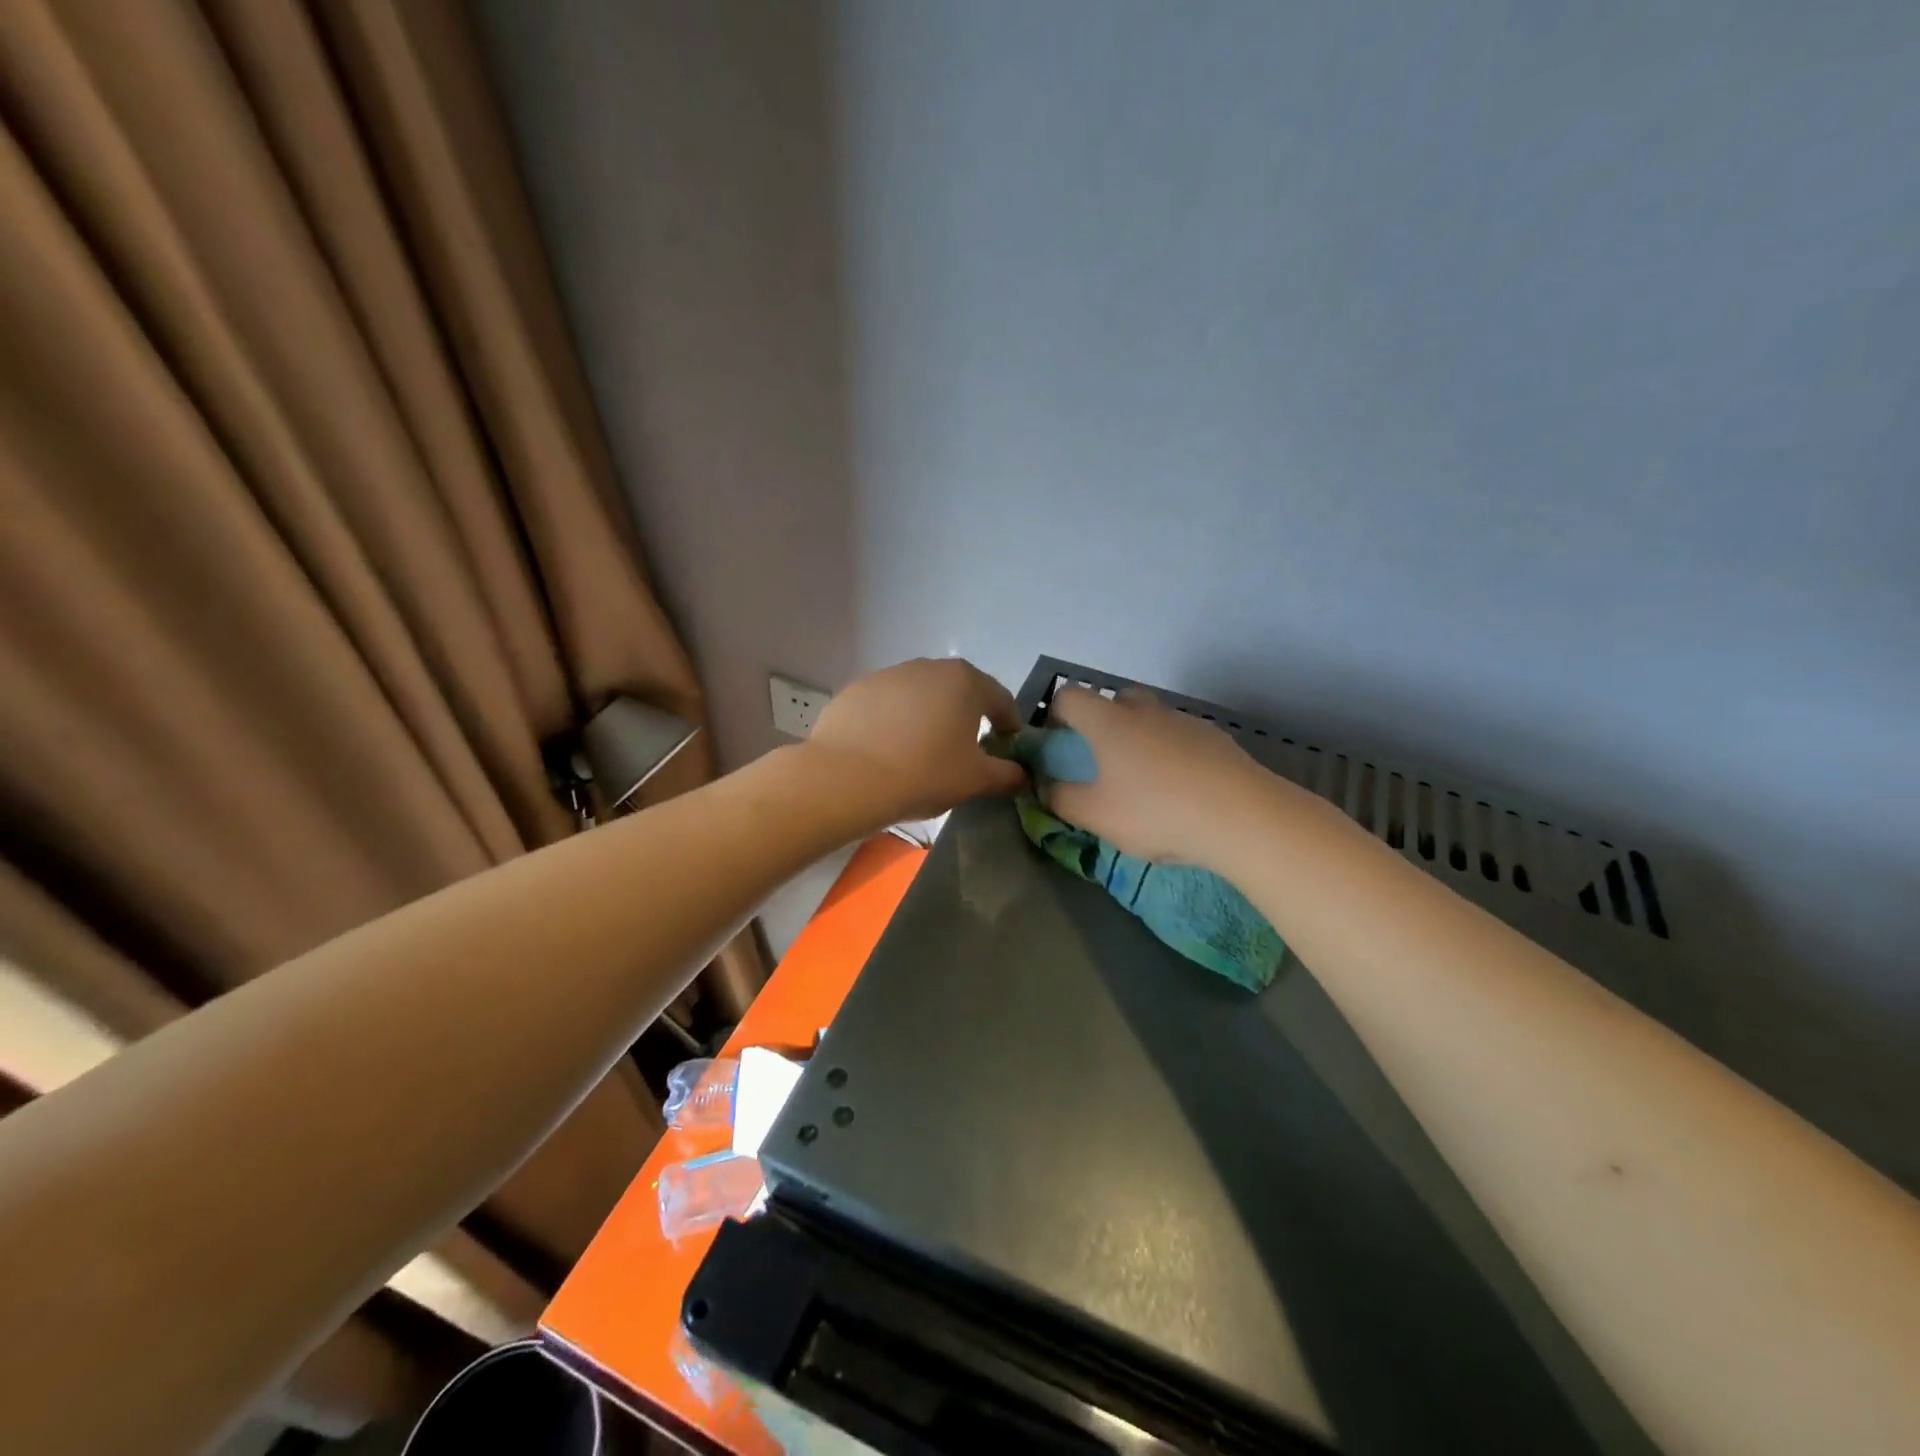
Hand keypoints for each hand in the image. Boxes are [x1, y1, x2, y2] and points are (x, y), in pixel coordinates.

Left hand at [804, 658, 1027, 823]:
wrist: (847, 778)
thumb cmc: (925, 773)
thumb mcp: (976, 780)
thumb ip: (1007, 774)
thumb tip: (1022, 775)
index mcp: (965, 681)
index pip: (1000, 699)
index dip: (1009, 724)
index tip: (1008, 746)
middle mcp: (928, 667)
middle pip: (959, 692)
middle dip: (967, 717)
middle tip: (966, 750)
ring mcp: (888, 675)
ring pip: (920, 696)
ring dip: (928, 717)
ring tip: (923, 752)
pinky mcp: (856, 690)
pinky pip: (887, 706)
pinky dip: (894, 723)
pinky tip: (887, 751)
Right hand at [1044, 686, 1264, 864]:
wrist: (1240, 815)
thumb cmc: (1155, 812)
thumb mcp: (1095, 816)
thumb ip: (1061, 799)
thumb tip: (1045, 787)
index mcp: (1108, 722)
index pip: (1069, 695)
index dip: (1056, 714)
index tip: (1060, 744)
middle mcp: (1144, 710)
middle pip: (1115, 699)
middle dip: (1103, 722)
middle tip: (1104, 762)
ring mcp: (1184, 720)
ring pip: (1151, 718)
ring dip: (1140, 739)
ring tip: (1147, 783)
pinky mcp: (1215, 737)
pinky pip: (1181, 737)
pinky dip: (1173, 754)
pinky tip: (1182, 790)